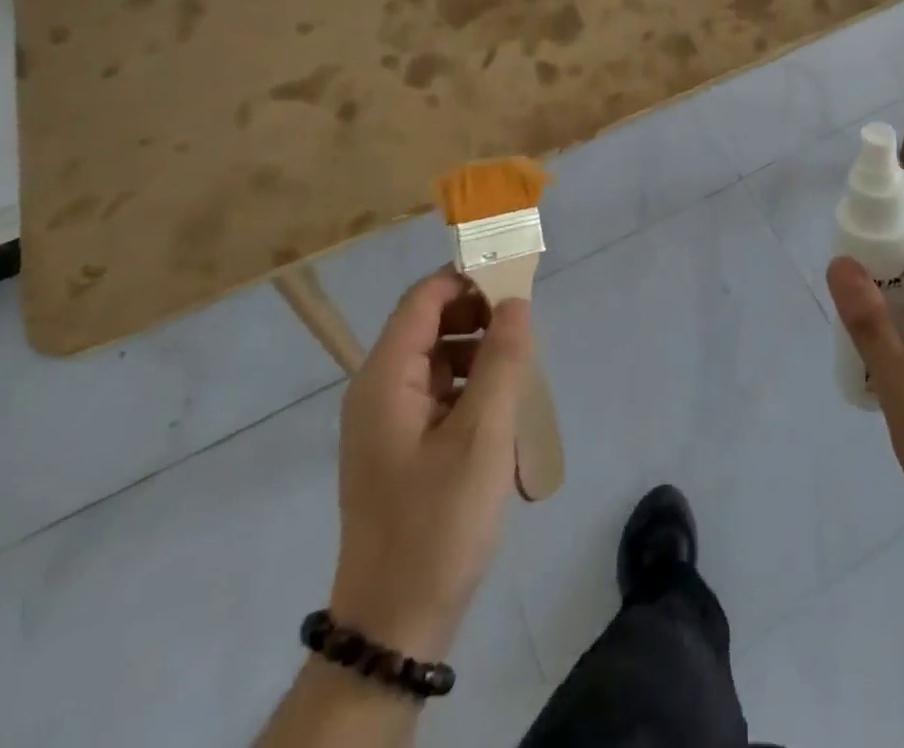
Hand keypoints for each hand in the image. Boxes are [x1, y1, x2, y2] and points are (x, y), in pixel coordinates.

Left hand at [330, 270, 532, 662]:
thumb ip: (502, 360)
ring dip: (481, 355)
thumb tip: (515, 301)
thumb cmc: (437, 522)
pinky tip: (502, 415)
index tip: (518, 282)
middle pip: (430, 325)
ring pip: (439, 359)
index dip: (469, 279)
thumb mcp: (482, 436)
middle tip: (526, 336)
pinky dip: (472, 389)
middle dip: (480, 319)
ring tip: (520, 378)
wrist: (395, 624)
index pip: (424, 298)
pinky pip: (439, 394)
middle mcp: (378, 389)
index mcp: (384, 378)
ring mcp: (387, 421)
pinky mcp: (401, 447)